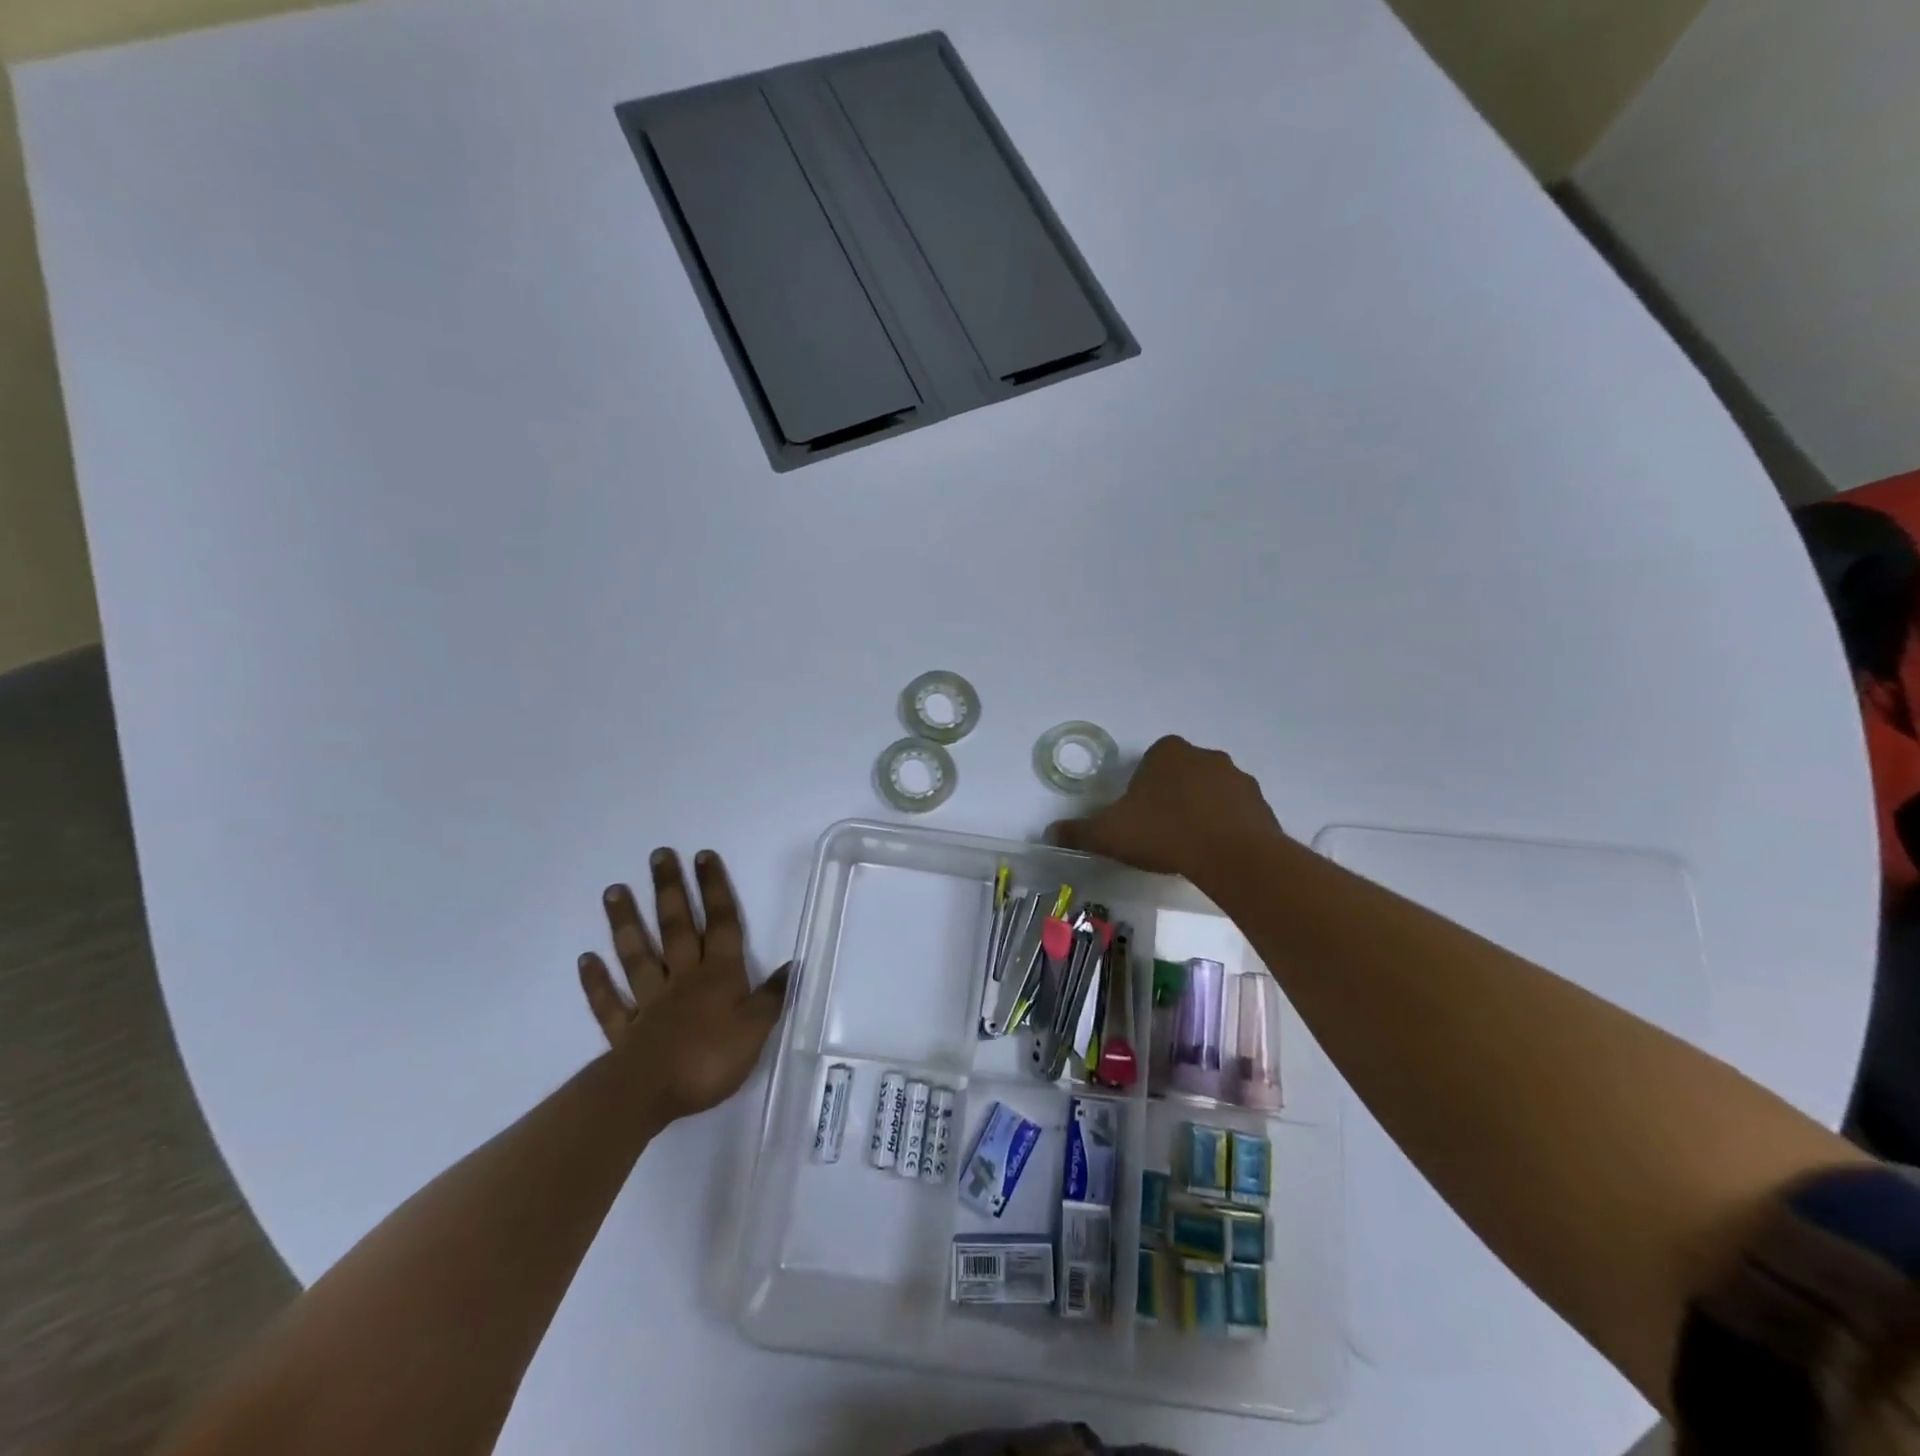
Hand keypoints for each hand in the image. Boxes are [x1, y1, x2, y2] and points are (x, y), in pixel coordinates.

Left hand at [577, 848, 787, 1123]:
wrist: (651, 1093)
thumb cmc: (710, 1058)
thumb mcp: (756, 1029)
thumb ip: (772, 996)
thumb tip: (794, 964)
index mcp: (719, 975)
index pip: (721, 924)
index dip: (715, 890)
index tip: (703, 857)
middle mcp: (683, 978)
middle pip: (677, 928)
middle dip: (671, 890)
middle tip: (658, 856)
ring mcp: (650, 1001)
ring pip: (638, 955)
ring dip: (627, 922)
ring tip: (614, 890)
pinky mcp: (625, 1029)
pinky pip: (610, 1000)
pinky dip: (597, 981)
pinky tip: (586, 959)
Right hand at [1049, 735, 1283, 877]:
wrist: (1232, 856)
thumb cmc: (1164, 833)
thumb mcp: (1109, 834)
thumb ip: (1078, 831)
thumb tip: (1050, 832)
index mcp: (1167, 752)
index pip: (1150, 760)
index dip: (1141, 787)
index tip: (1137, 815)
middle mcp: (1205, 756)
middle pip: (1182, 774)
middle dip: (1172, 796)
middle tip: (1160, 832)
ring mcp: (1238, 779)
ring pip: (1211, 792)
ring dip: (1201, 811)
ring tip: (1189, 847)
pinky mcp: (1261, 805)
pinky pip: (1237, 813)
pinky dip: (1226, 828)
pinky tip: (1215, 854)